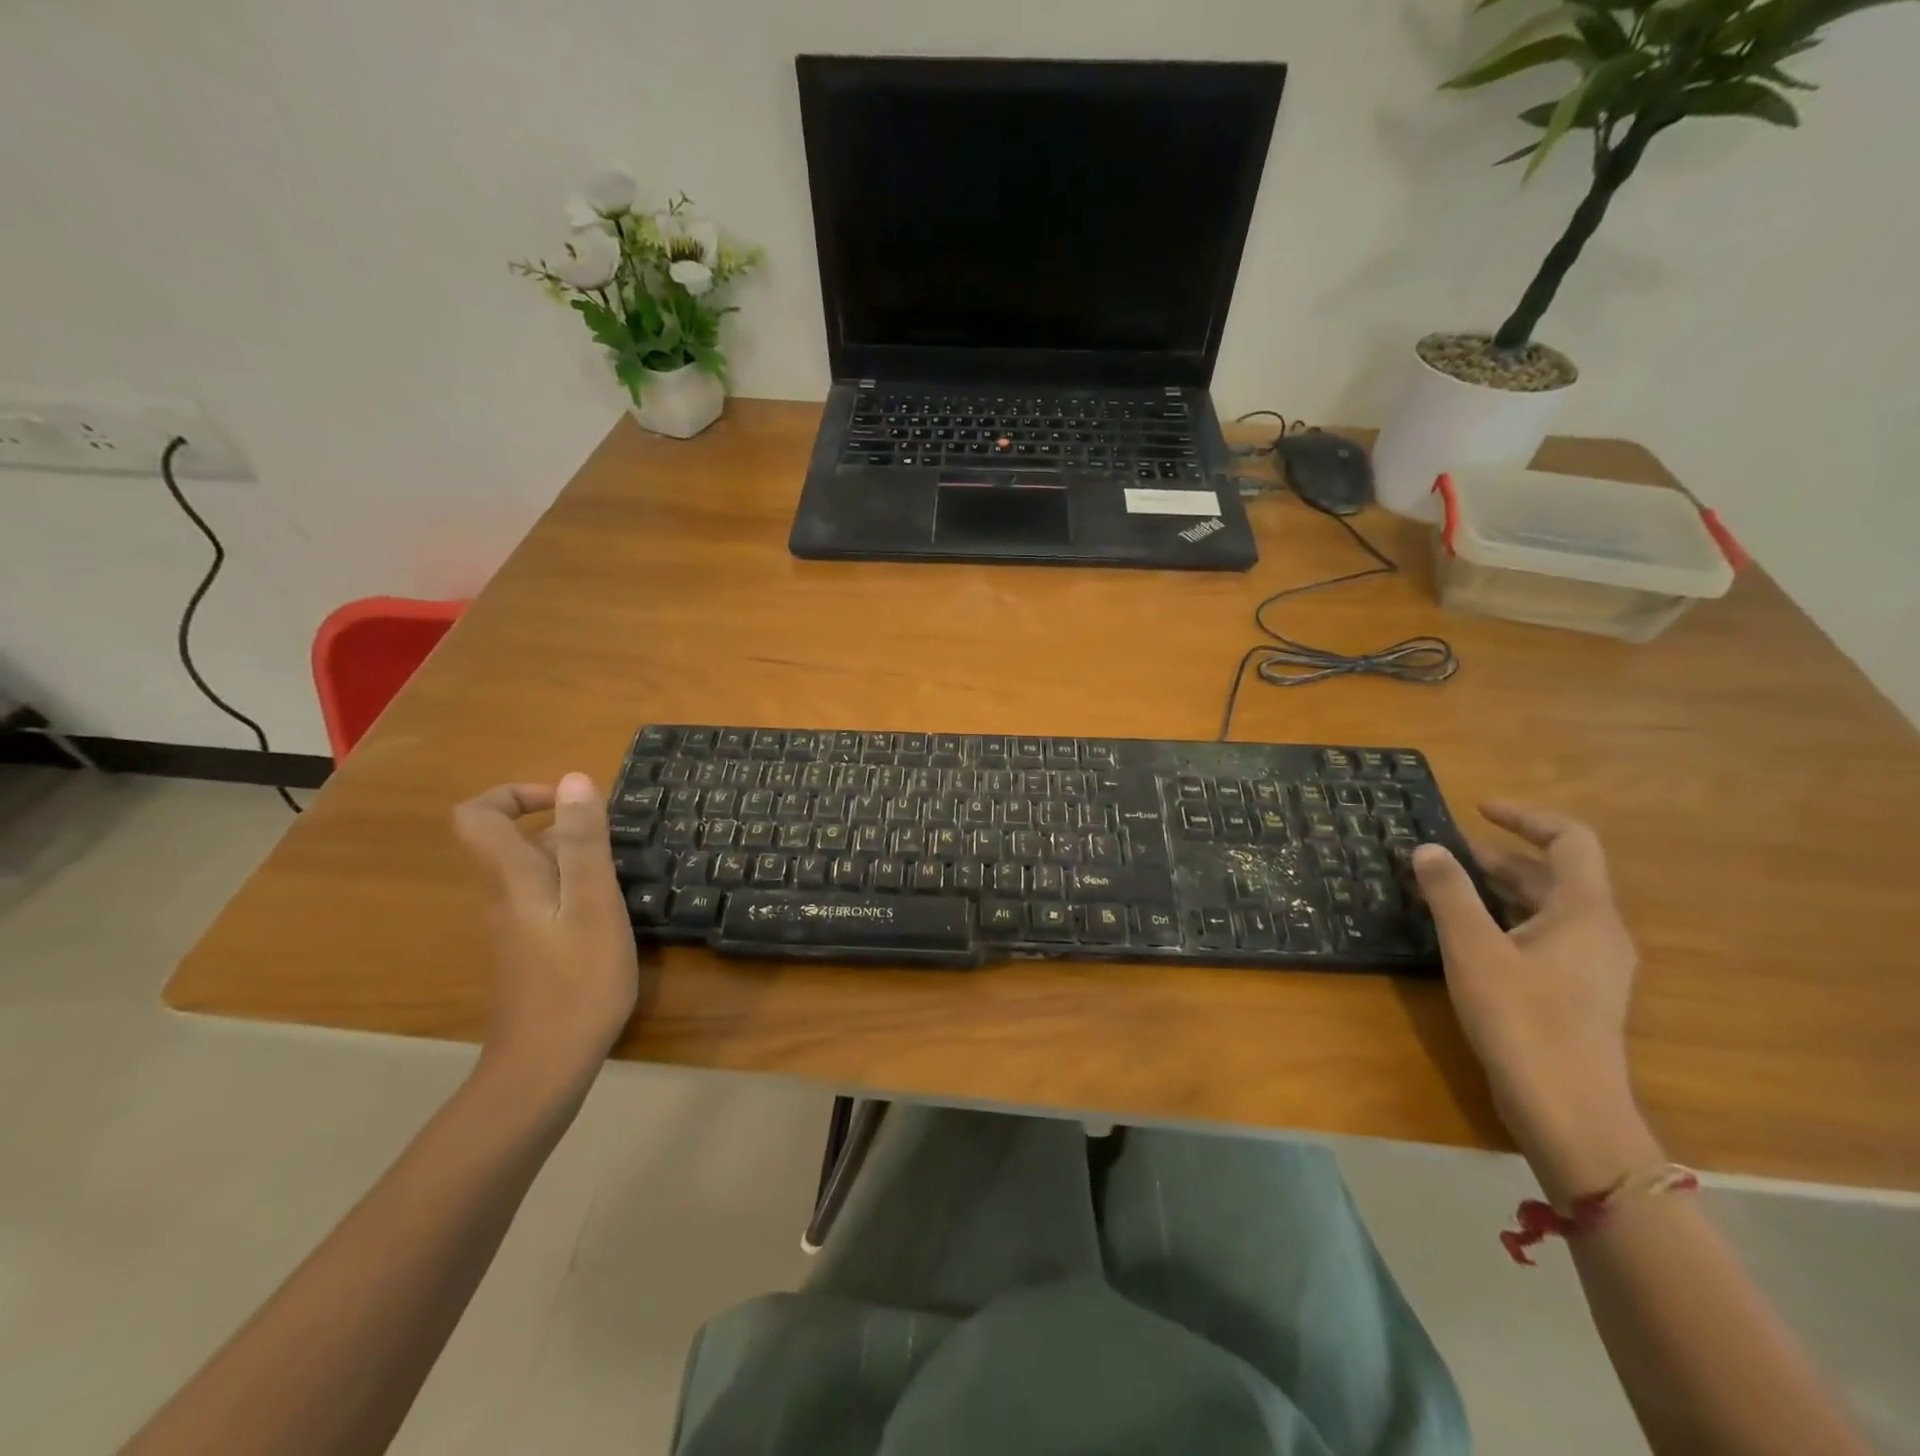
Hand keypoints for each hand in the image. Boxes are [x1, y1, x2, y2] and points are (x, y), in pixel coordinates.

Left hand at [453, 775, 643, 1092]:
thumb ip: (584, 841)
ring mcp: (515, 926)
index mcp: (512, 878)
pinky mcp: (530, 950)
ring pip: (530, 869)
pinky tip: (611, 910)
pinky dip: (574, 888)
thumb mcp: (593, 902)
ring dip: (571, 856)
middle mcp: (504, 895)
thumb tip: (575, 779)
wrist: (546, 1064)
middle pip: (506, 840)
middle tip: (610, 837)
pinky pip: (544, 898)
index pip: (479, 815)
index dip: (516, 794)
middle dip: (558, 824)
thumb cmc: (577, 980)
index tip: (566, 801)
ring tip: (620, 871)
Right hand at [1413, 803, 1655, 1199]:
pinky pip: (1541, 935)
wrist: (1568, 1110)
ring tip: (1445, 886)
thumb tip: (1428, 848)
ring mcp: (1592, 966)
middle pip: (1553, 874)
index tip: (1477, 810)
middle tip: (1441, 852)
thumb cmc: (1522, 1019)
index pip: (1570, 840)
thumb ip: (1449, 892)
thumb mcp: (1472, 948)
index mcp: (1585, 912)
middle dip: (1497, 855)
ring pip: (1545, 907)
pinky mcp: (1576, 993)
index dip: (1526, 817)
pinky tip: (1467, 934)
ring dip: (1497, 888)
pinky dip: (1504, 918)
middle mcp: (1598, 932)